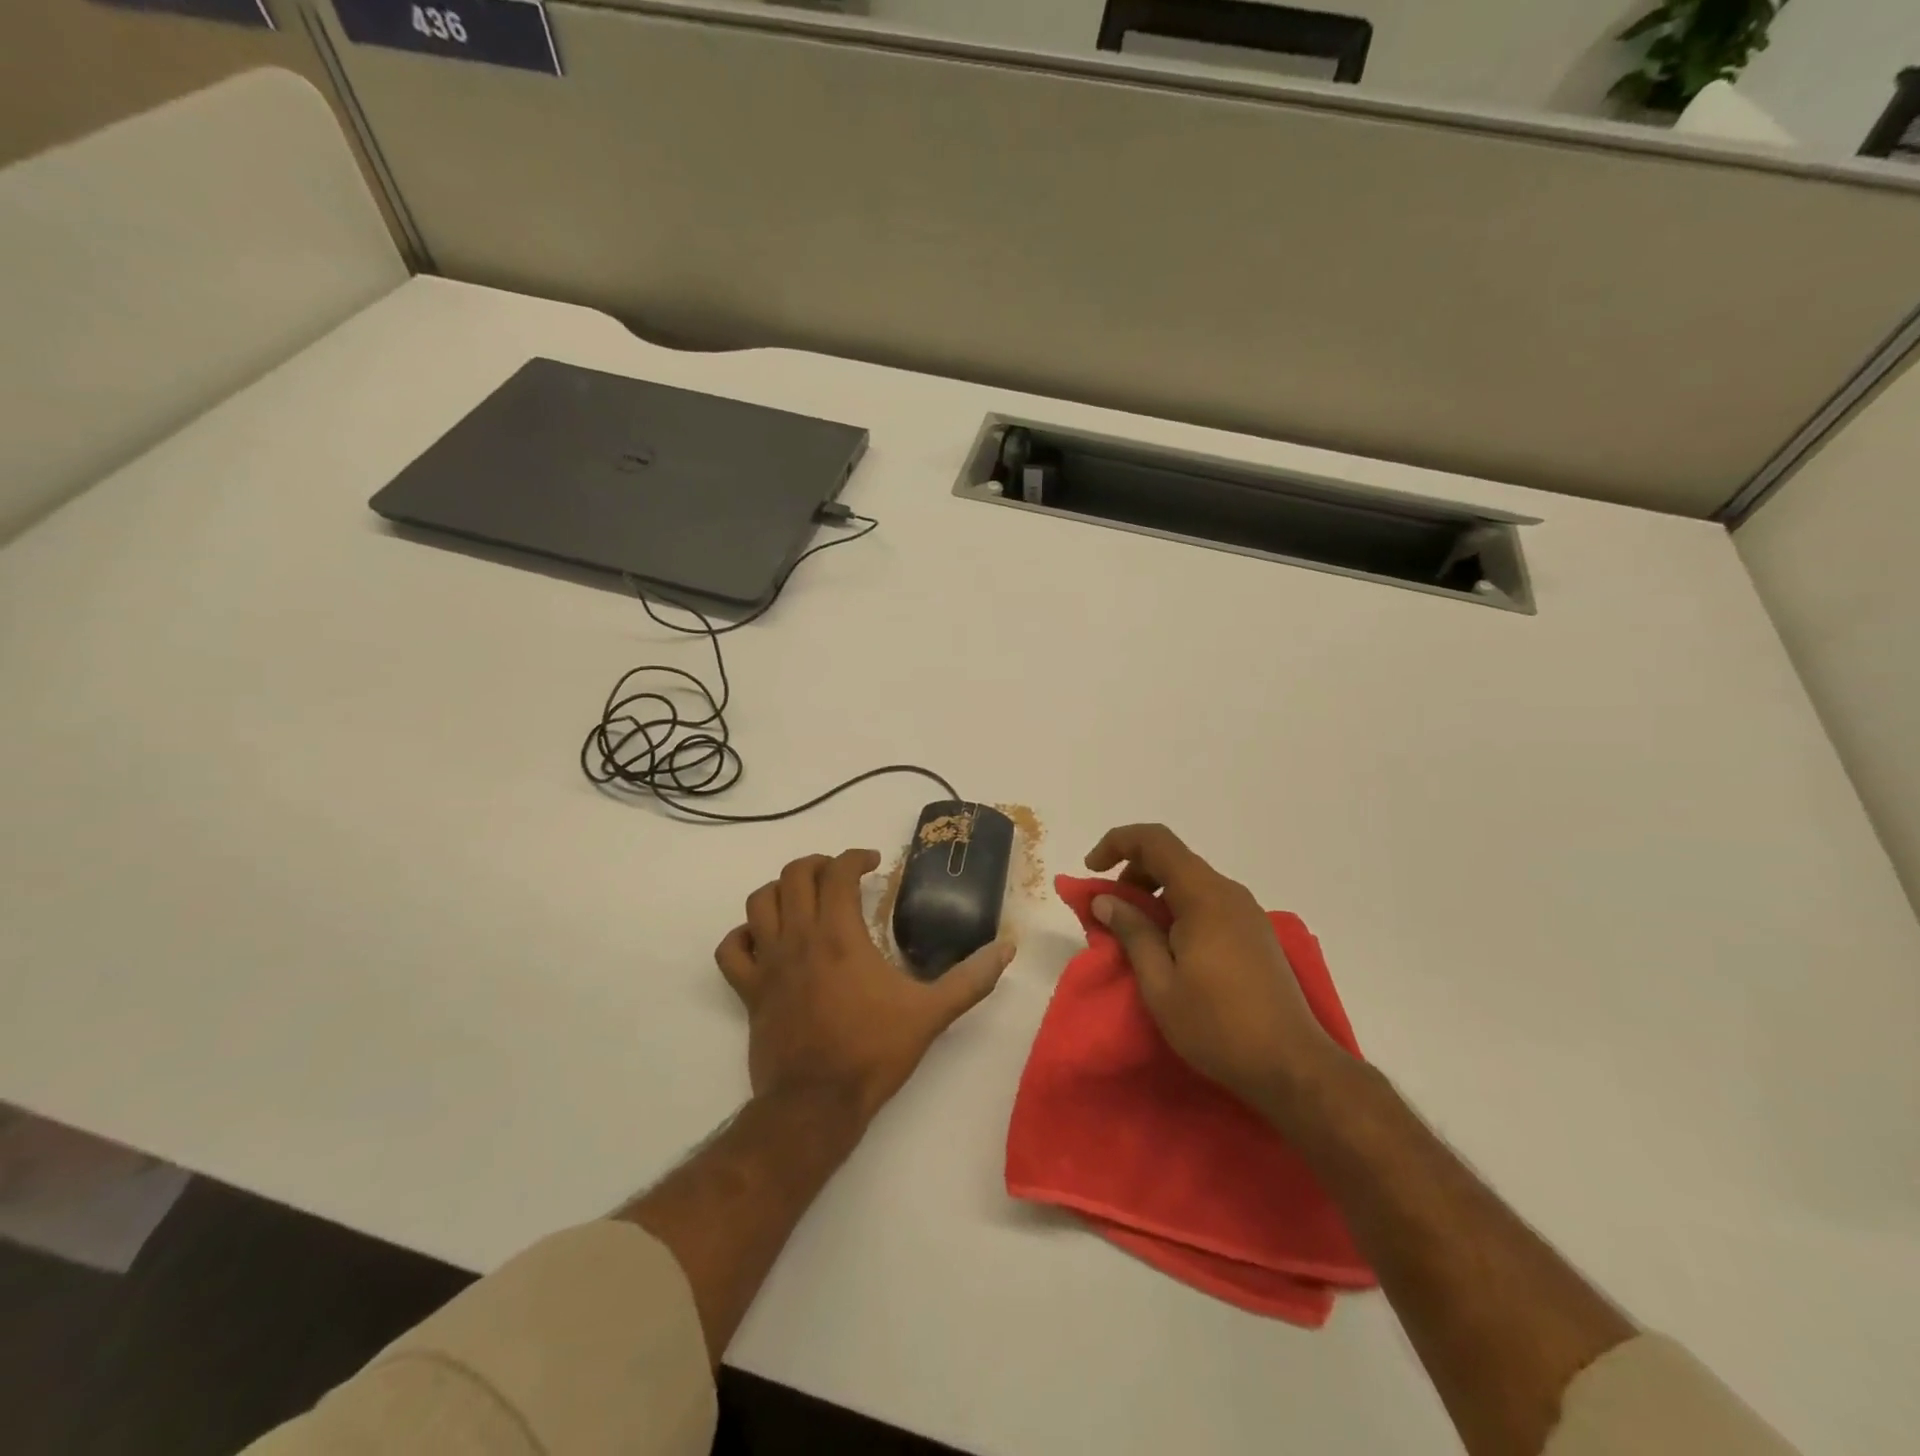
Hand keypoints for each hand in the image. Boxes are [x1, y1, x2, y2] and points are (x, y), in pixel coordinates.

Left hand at [715, 849, 1014, 1123]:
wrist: (815, 1105)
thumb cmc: (872, 1052)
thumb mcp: (931, 1014)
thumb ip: (971, 979)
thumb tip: (1007, 948)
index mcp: (839, 934)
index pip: (837, 872)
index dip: (855, 857)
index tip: (873, 863)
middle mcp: (798, 938)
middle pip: (793, 875)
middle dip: (817, 864)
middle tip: (839, 874)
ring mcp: (768, 964)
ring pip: (758, 902)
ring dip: (780, 890)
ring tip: (803, 897)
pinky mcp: (749, 991)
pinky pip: (732, 949)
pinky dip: (744, 935)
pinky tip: (764, 939)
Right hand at [1085, 824, 1347, 1117]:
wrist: (1292, 1066)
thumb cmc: (1218, 1025)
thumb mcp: (1160, 984)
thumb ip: (1132, 932)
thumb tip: (1106, 899)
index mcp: (1204, 896)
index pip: (1155, 841)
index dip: (1117, 843)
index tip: (1092, 870)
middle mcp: (1228, 893)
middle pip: (1173, 859)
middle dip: (1133, 873)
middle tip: (1110, 912)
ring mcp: (1247, 913)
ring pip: (1190, 882)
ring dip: (1155, 895)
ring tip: (1135, 935)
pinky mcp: (1255, 934)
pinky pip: (1208, 903)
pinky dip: (1178, 910)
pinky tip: (1169, 949)